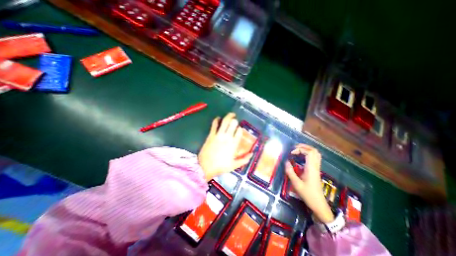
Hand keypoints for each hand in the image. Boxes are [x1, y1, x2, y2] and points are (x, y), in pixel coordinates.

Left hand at [198, 113, 252, 180]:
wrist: (205, 167)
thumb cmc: (220, 166)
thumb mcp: (234, 165)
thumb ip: (244, 159)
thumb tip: (252, 154)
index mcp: (233, 144)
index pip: (239, 131)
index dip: (240, 129)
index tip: (240, 129)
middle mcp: (227, 137)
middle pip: (233, 124)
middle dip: (235, 121)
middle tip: (235, 120)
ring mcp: (218, 135)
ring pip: (225, 122)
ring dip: (229, 116)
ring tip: (231, 114)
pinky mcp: (211, 135)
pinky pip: (214, 125)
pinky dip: (216, 120)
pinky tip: (218, 118)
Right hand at [284, 145, 333, 222]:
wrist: (319, 204)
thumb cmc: (307, 194)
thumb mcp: (296, 184)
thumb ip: (290, 172)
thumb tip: (286, 162)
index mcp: (311, 168)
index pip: (309, 152)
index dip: (300, 149)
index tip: (291, 153)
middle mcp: (315, 166)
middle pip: (314, 151)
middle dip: (304, 146)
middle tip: (294, 148)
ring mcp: (317, 168)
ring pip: (316, 154)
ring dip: (307, 149)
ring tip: (297, 150)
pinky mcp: (316, 170)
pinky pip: (315, 158)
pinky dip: (308, 154)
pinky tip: (301, 157)